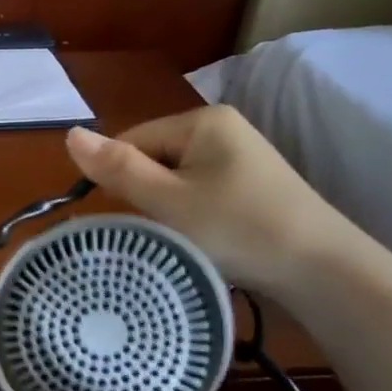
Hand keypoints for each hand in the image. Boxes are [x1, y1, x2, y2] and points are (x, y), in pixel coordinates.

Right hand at [64, 109, 343, 294]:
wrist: (323, 270)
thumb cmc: (236, 228)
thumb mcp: (167, 200)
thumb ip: (117, 168)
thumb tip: (68, 133)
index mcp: (202, 120)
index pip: (132, 140)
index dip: (121, 178)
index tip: (135, 216)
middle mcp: (224, 128)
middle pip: (155, 158)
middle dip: (148, 195)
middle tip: (165, 230)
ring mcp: (243, 157)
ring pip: (177, 180)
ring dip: (170, 209)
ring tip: (186, 239)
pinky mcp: (254, 185)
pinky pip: (202, 192)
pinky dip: (195, 216)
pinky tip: (207, 240)